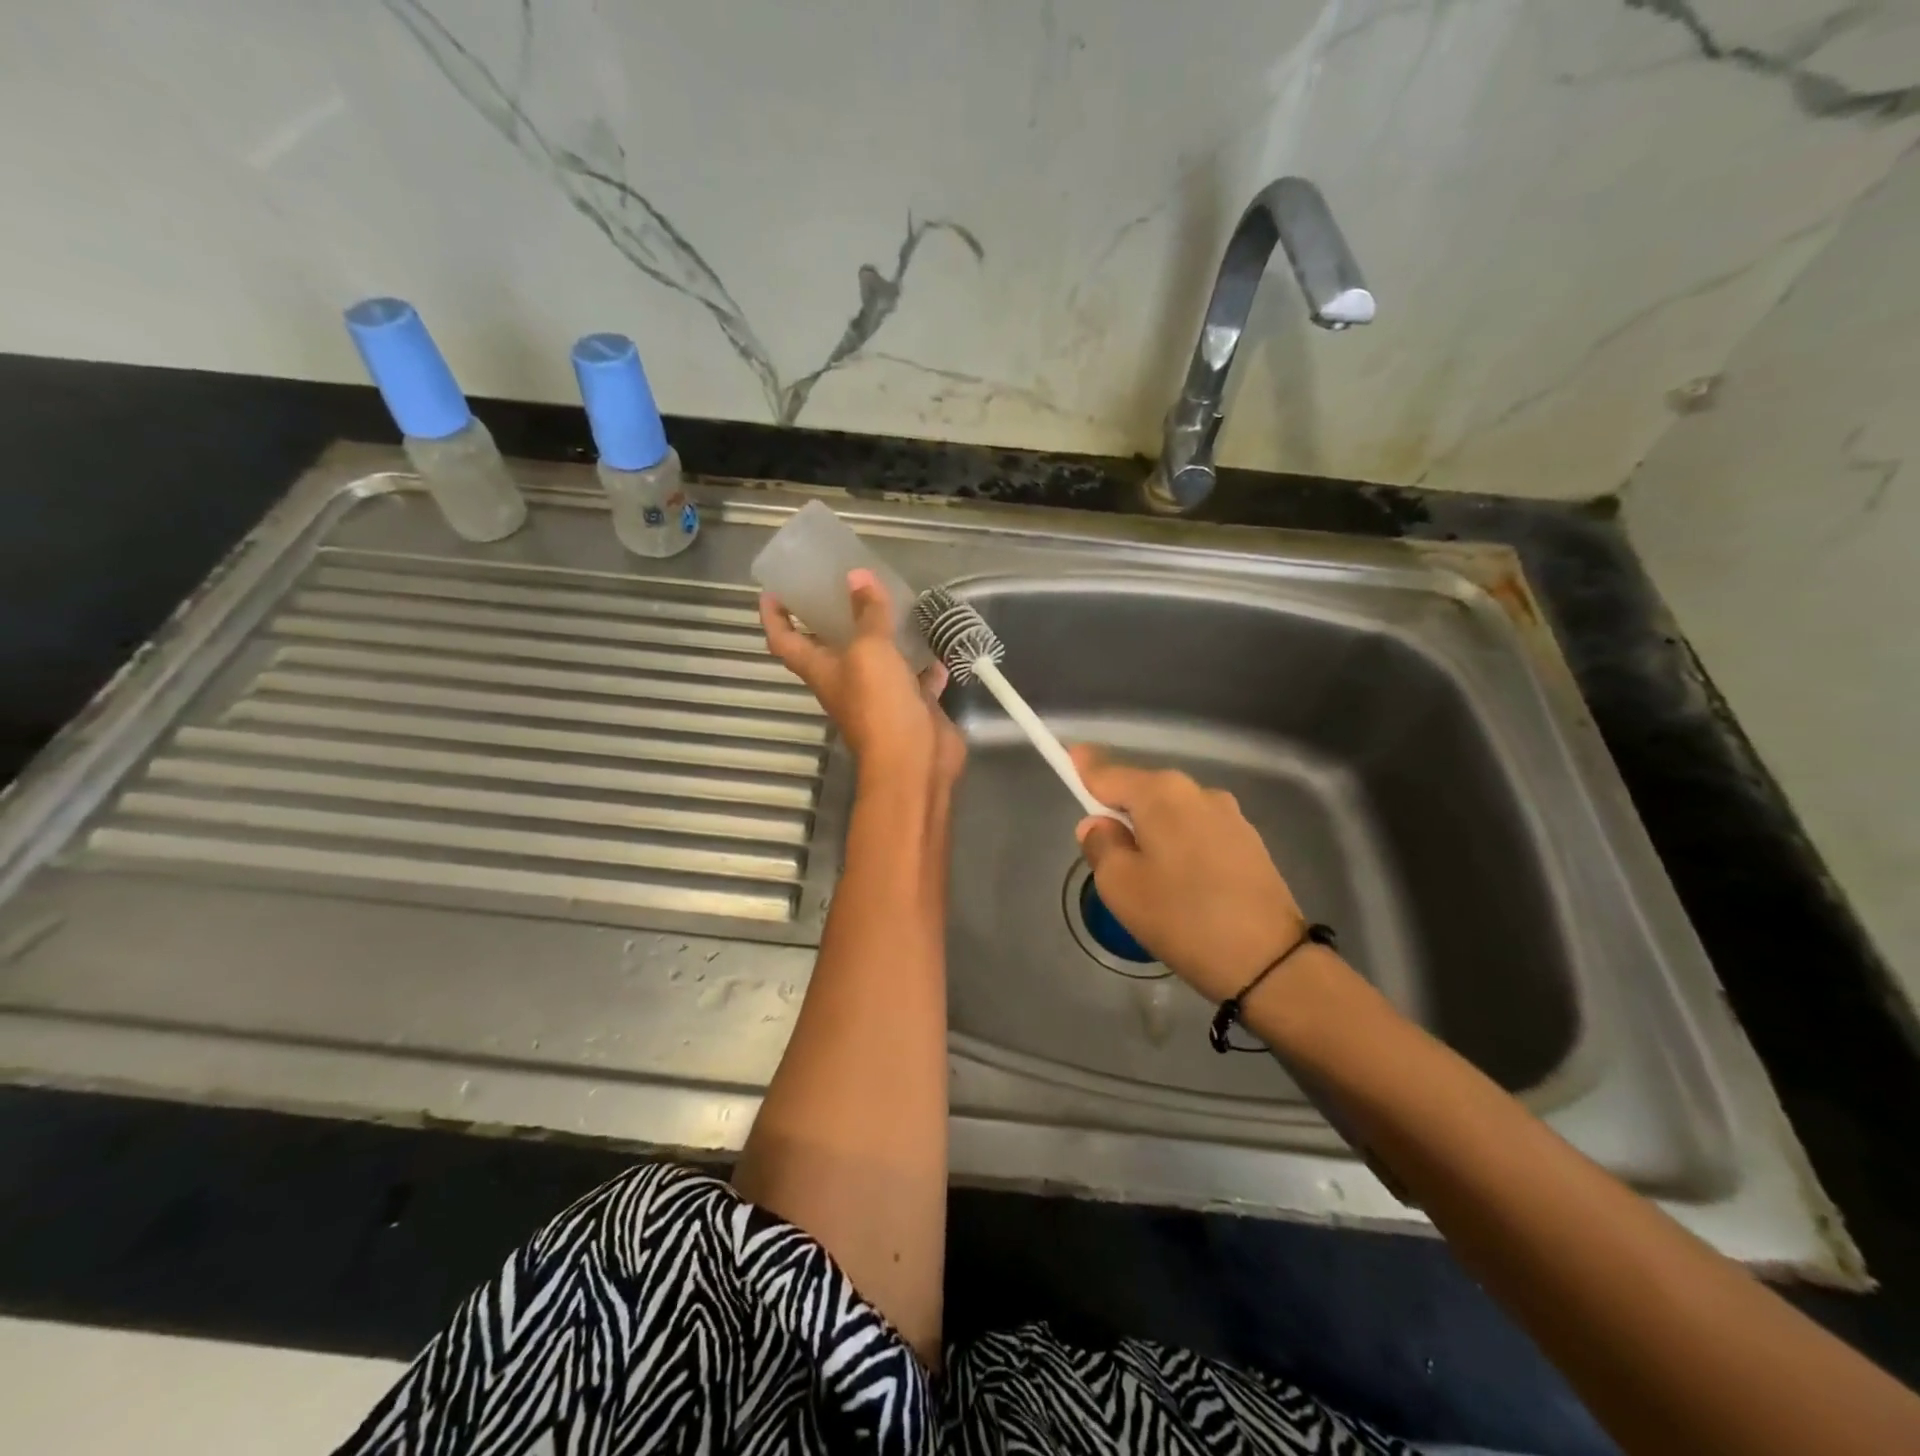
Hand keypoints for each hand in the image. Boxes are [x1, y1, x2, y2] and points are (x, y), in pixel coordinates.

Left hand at [760, 570, 963, 787]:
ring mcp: (880, 698)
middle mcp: (846, 683)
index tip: (773, 590)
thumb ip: (866, 614)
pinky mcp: (911, 707)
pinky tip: (935, 643)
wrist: (914, 761)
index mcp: (821, 670)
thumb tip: (856, 576)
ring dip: (882, 636)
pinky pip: (915, 679)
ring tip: (893, 603)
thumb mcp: (870, 650)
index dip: (774, 616)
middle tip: (844, 584)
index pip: (784, 640)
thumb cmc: (879, 704)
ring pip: (877, 661)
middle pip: (830, 648)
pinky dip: (923, 663)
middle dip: (832, 618)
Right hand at [1070, 745, 1304, 1002]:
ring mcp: (1230, 815)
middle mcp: (1197, 791)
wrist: (1271, 963)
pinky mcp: (1250, 842)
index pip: (1107, 772)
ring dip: (1153, 831)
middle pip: (1142, 791)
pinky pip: (1198, 832)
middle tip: (1106, 851)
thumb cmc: (1182, 918)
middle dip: (1120, 810)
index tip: (1066, 758)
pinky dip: (1181, 846)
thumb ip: (1100, 845)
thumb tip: (1099, 824)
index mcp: (1161, 794)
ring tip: (1149, 878)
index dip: (1083, 768)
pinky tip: (1183, 884)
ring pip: (1172, 814)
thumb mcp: (1121, 886)